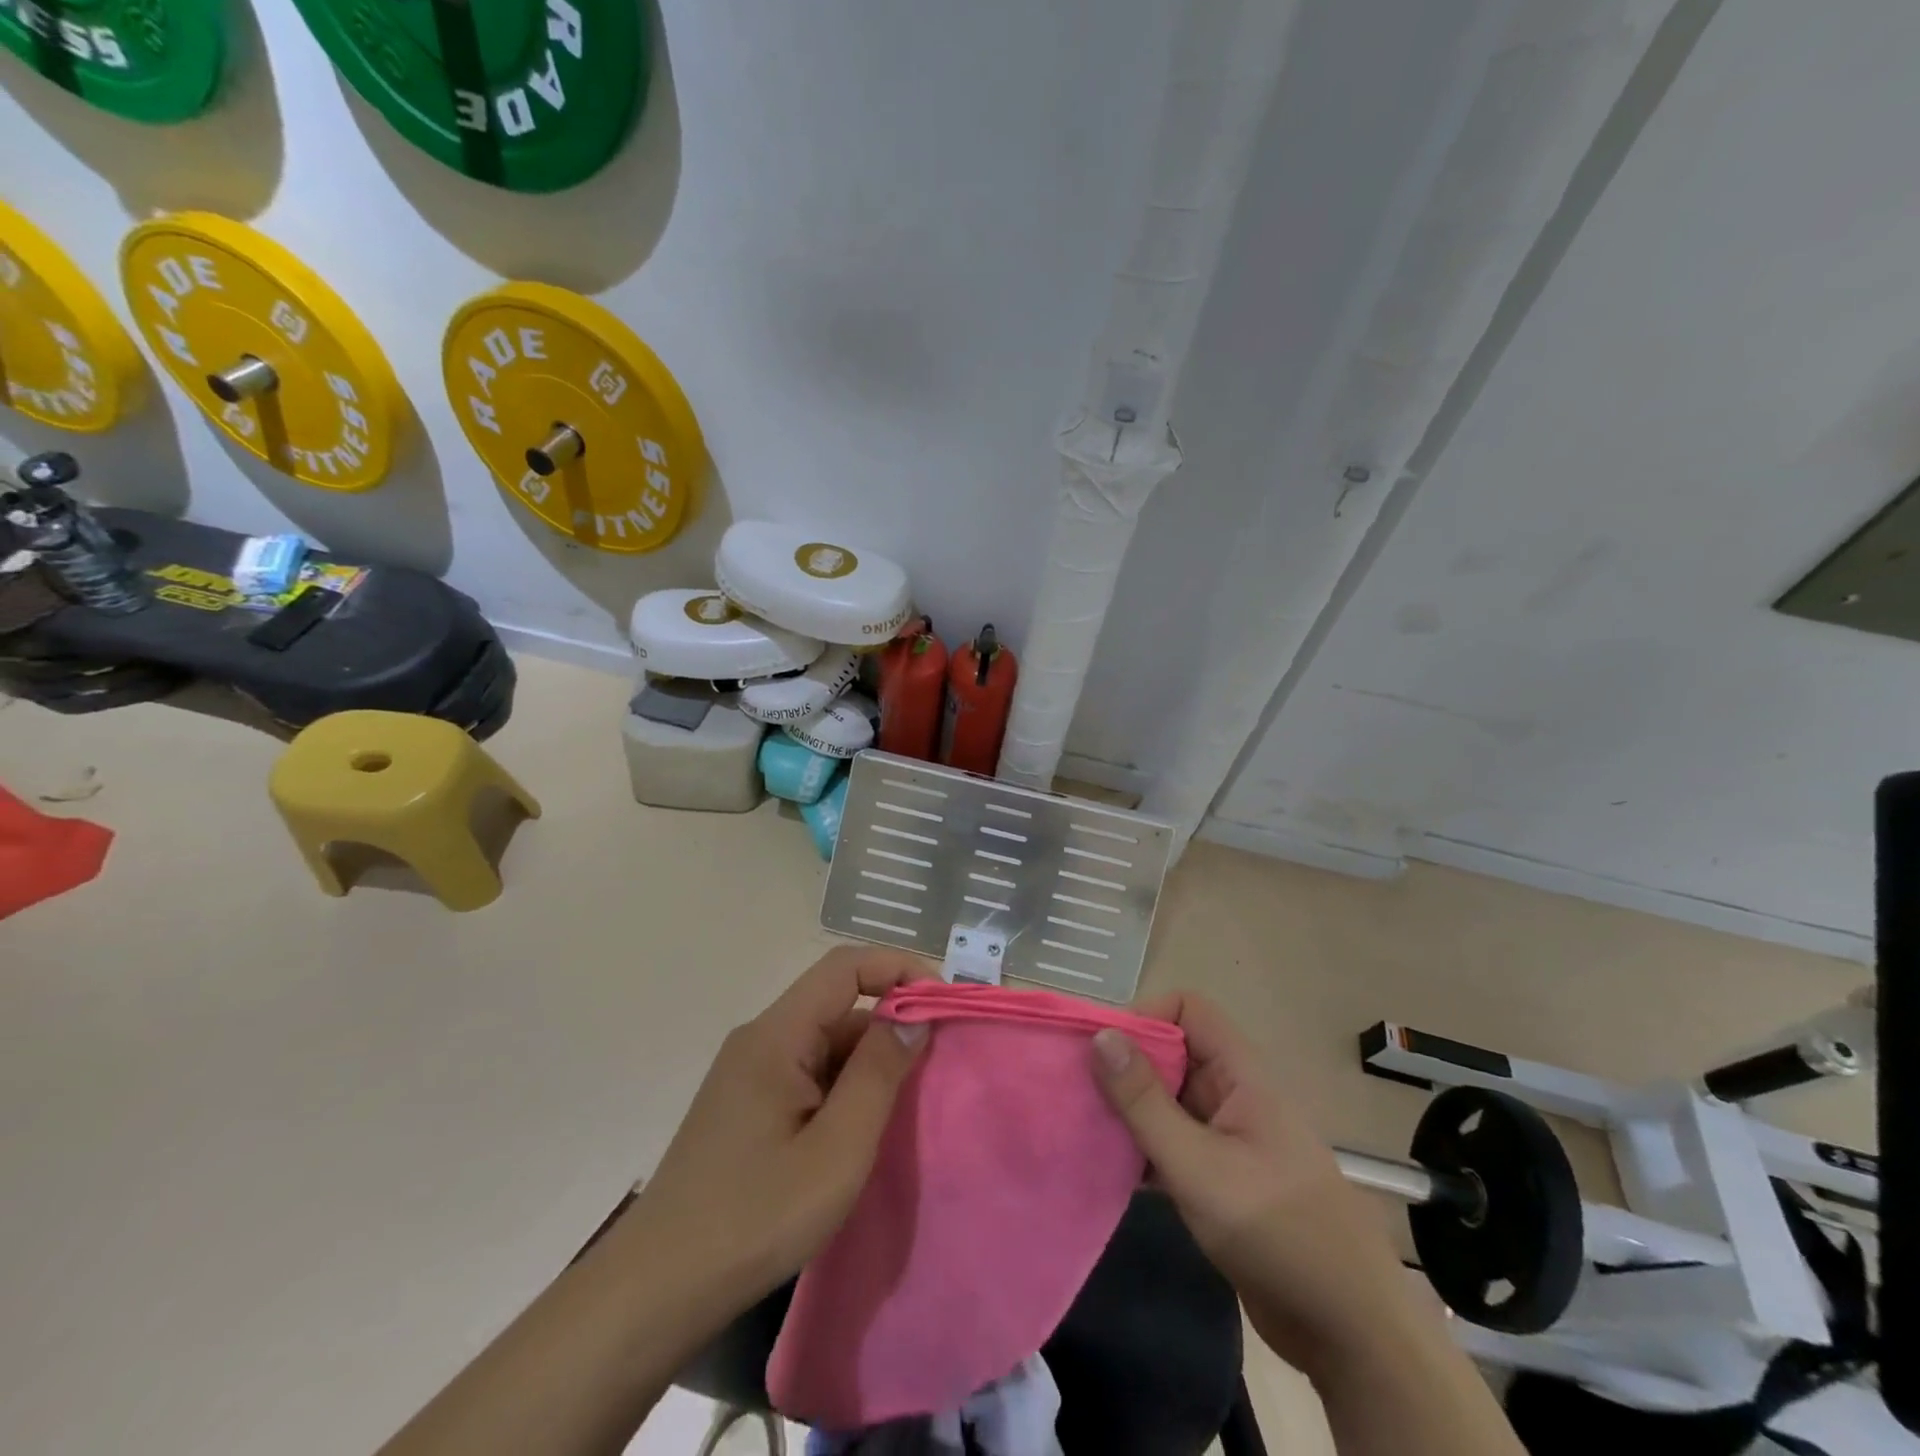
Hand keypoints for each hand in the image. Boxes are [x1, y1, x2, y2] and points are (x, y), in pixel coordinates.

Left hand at [627, 945, 933, 1310]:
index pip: (845, 967)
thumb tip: (912, 1013)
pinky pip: (807, 1073)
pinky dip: (843, 1086)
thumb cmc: (755, 1217)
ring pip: (824, 1042)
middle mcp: (760, 1040)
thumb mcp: (837, 1149)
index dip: (898, 969)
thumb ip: (878, 1073)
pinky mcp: (745, 1105)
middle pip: (836, 1004)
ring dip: (868, 1061)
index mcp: (776, 1035)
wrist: (656, 1292)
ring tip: (905, 1107)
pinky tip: (860, 1129)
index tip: (942, 1004)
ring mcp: (748, 1073)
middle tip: (936, 1067)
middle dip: (890, 1022)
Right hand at [1091, 992, 1407, 1375]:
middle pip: (1173, 1053)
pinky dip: (1143, 1147)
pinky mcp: (1222, 1179)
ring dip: (1130, 1110)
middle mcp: (1234, 1095)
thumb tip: (1101, 1036)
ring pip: (1169, 1100)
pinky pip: (1173, 1142)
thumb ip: (1145, 1102)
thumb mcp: (1198, 1165)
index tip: (1101, 1050)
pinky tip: (1108, 1168)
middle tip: (1077, 1089)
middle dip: (1126, 1065)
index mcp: (1241, 1075)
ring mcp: (1229, 1138)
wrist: (1349, 1332)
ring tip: (1082, 1126)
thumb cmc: (1276, 1232)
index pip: (1188, 1010)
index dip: (1145, 1017)